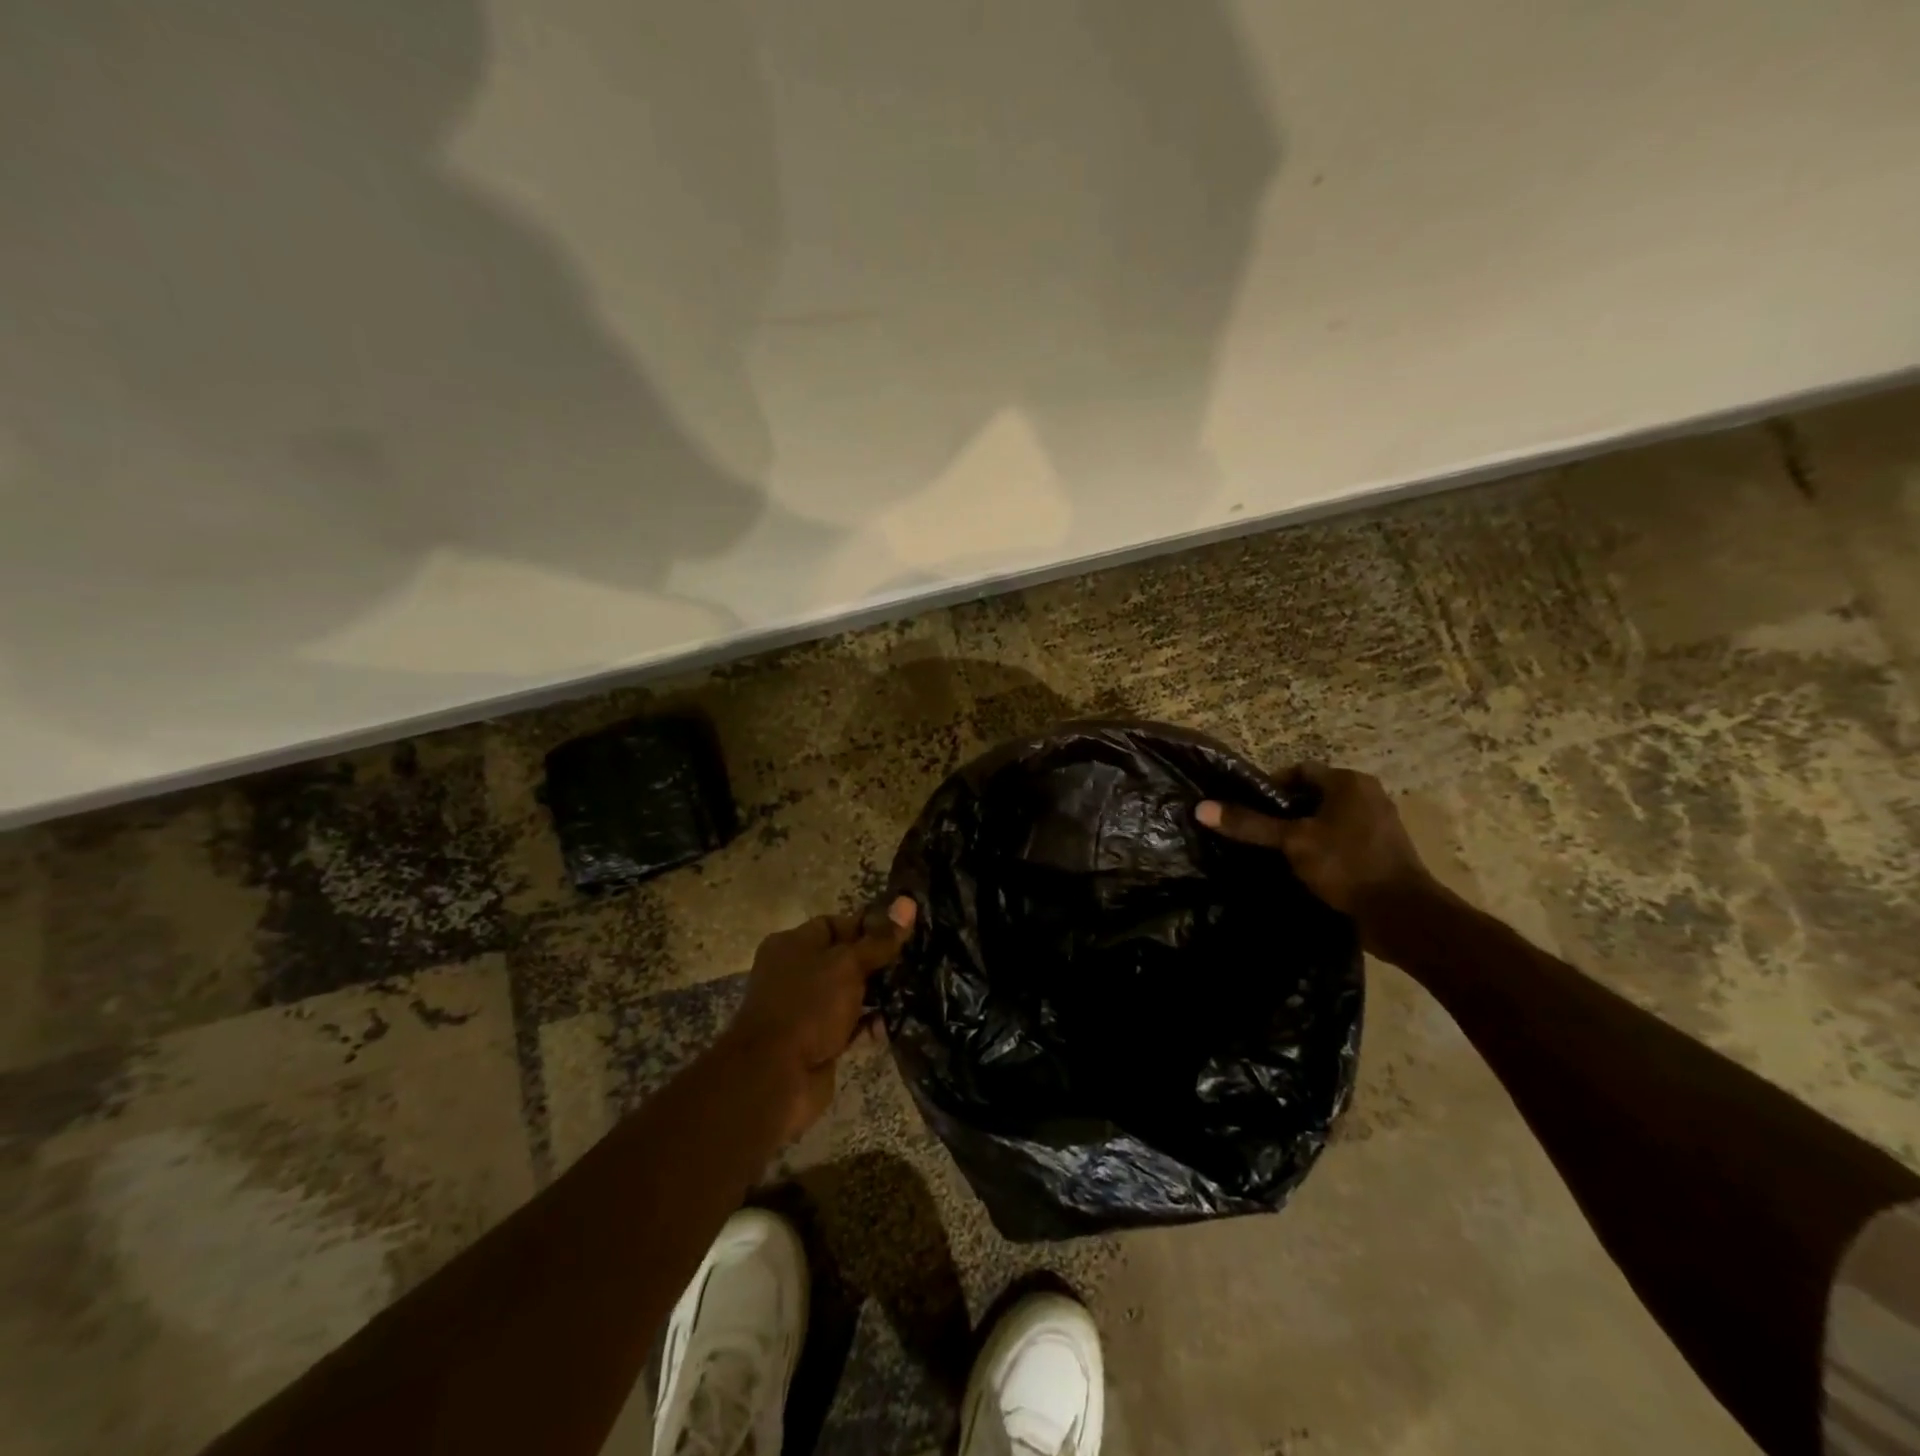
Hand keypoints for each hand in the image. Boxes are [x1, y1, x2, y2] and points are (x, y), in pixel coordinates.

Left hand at [724, 896, 916, 1139]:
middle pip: (844, 958)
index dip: (869, 926)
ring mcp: (805, 1008)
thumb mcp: (848, 965)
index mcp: (793, 944)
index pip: (836, 924)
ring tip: (912, 989)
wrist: (774, 1078)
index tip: (904, 933)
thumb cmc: (808, 1006)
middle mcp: (795, 972)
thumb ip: (880, 940)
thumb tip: (908, 903)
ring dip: (876, 994)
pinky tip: (892, 1023)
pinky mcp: (816, 1040)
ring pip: (848, 993)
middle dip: (877, 961)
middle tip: (914, 961)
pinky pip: (848, 1024)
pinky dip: (868, 1023)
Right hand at [1196, 763, 1441, 951]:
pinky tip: (1305, 868)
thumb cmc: (1346, 865)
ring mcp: (1379, 822)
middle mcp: (1367, 794)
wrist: (1402, 915)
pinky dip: (1323, 847)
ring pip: (1327, 819)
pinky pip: (1343, 838)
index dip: (1270, 788)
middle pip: (1312, 795)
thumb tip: (1202, 808)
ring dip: (1304, 832)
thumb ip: (1250, 824)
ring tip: (1277, 853)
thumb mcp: (1292, 842)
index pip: (1298, 771)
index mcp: (1349, 782)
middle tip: (1259, 834)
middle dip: (1285, 812)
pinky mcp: (1383, 849)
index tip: (1250, 812)